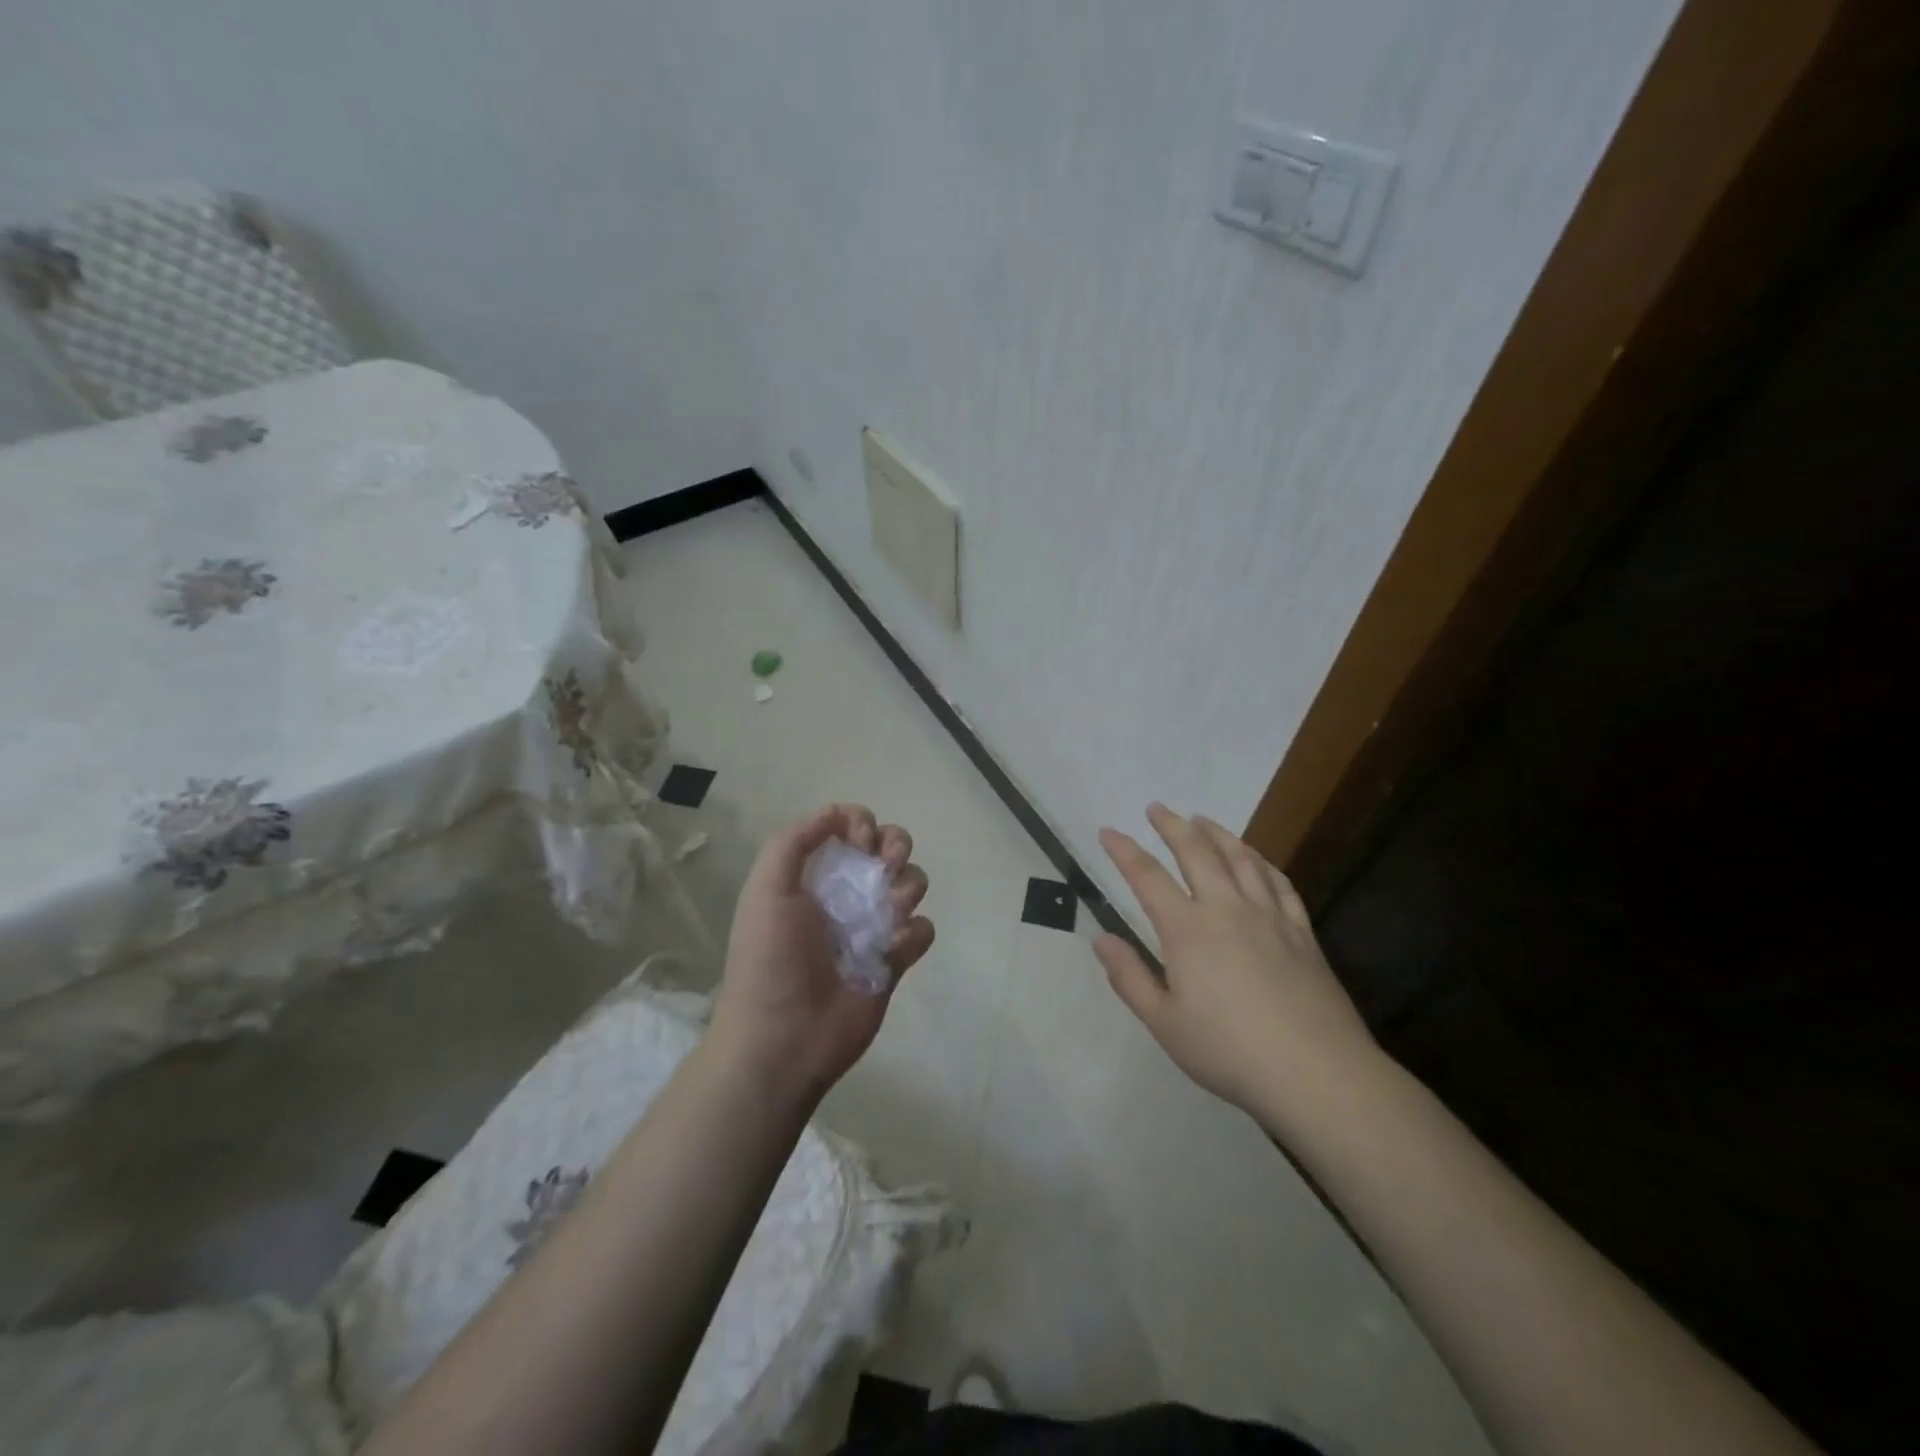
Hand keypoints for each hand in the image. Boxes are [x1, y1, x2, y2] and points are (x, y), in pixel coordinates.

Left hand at [709, 803, 933, 1104]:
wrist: (783, 1040)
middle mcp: (846, 893)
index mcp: (814, 874)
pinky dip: (912, 933)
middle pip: (889, 846)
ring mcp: (873, 926)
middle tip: (884, 865)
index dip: (861, 822)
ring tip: (889, 910)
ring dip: (907, 886)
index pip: (849, 826)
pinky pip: (922, 929)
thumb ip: (793, 842)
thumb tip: (835, 812)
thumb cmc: (770, 959)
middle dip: (896, 844)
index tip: (860, 840)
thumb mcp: (766, 890)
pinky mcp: (894, 960)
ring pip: (911, 883)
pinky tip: (891, 949)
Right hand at [1094, 803, 1376, 1116]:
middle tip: (1158, 808)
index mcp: (1187, 930)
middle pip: (1197, 853)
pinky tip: (1256, 859)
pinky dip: (1262, 862)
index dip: (1124, 850)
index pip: (1147, 877)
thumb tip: (1100, 938)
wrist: (1317, 1073)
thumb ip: (1129, 977)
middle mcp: (1227, 909)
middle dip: (1173, 826)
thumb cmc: (1229, 1051)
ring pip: (1241, 859)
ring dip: (1218, 833)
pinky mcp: (1302, 932)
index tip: (1108, 831)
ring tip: (1202, 820)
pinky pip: (1280, 883)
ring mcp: (1270, 917)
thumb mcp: (1164, 1024)